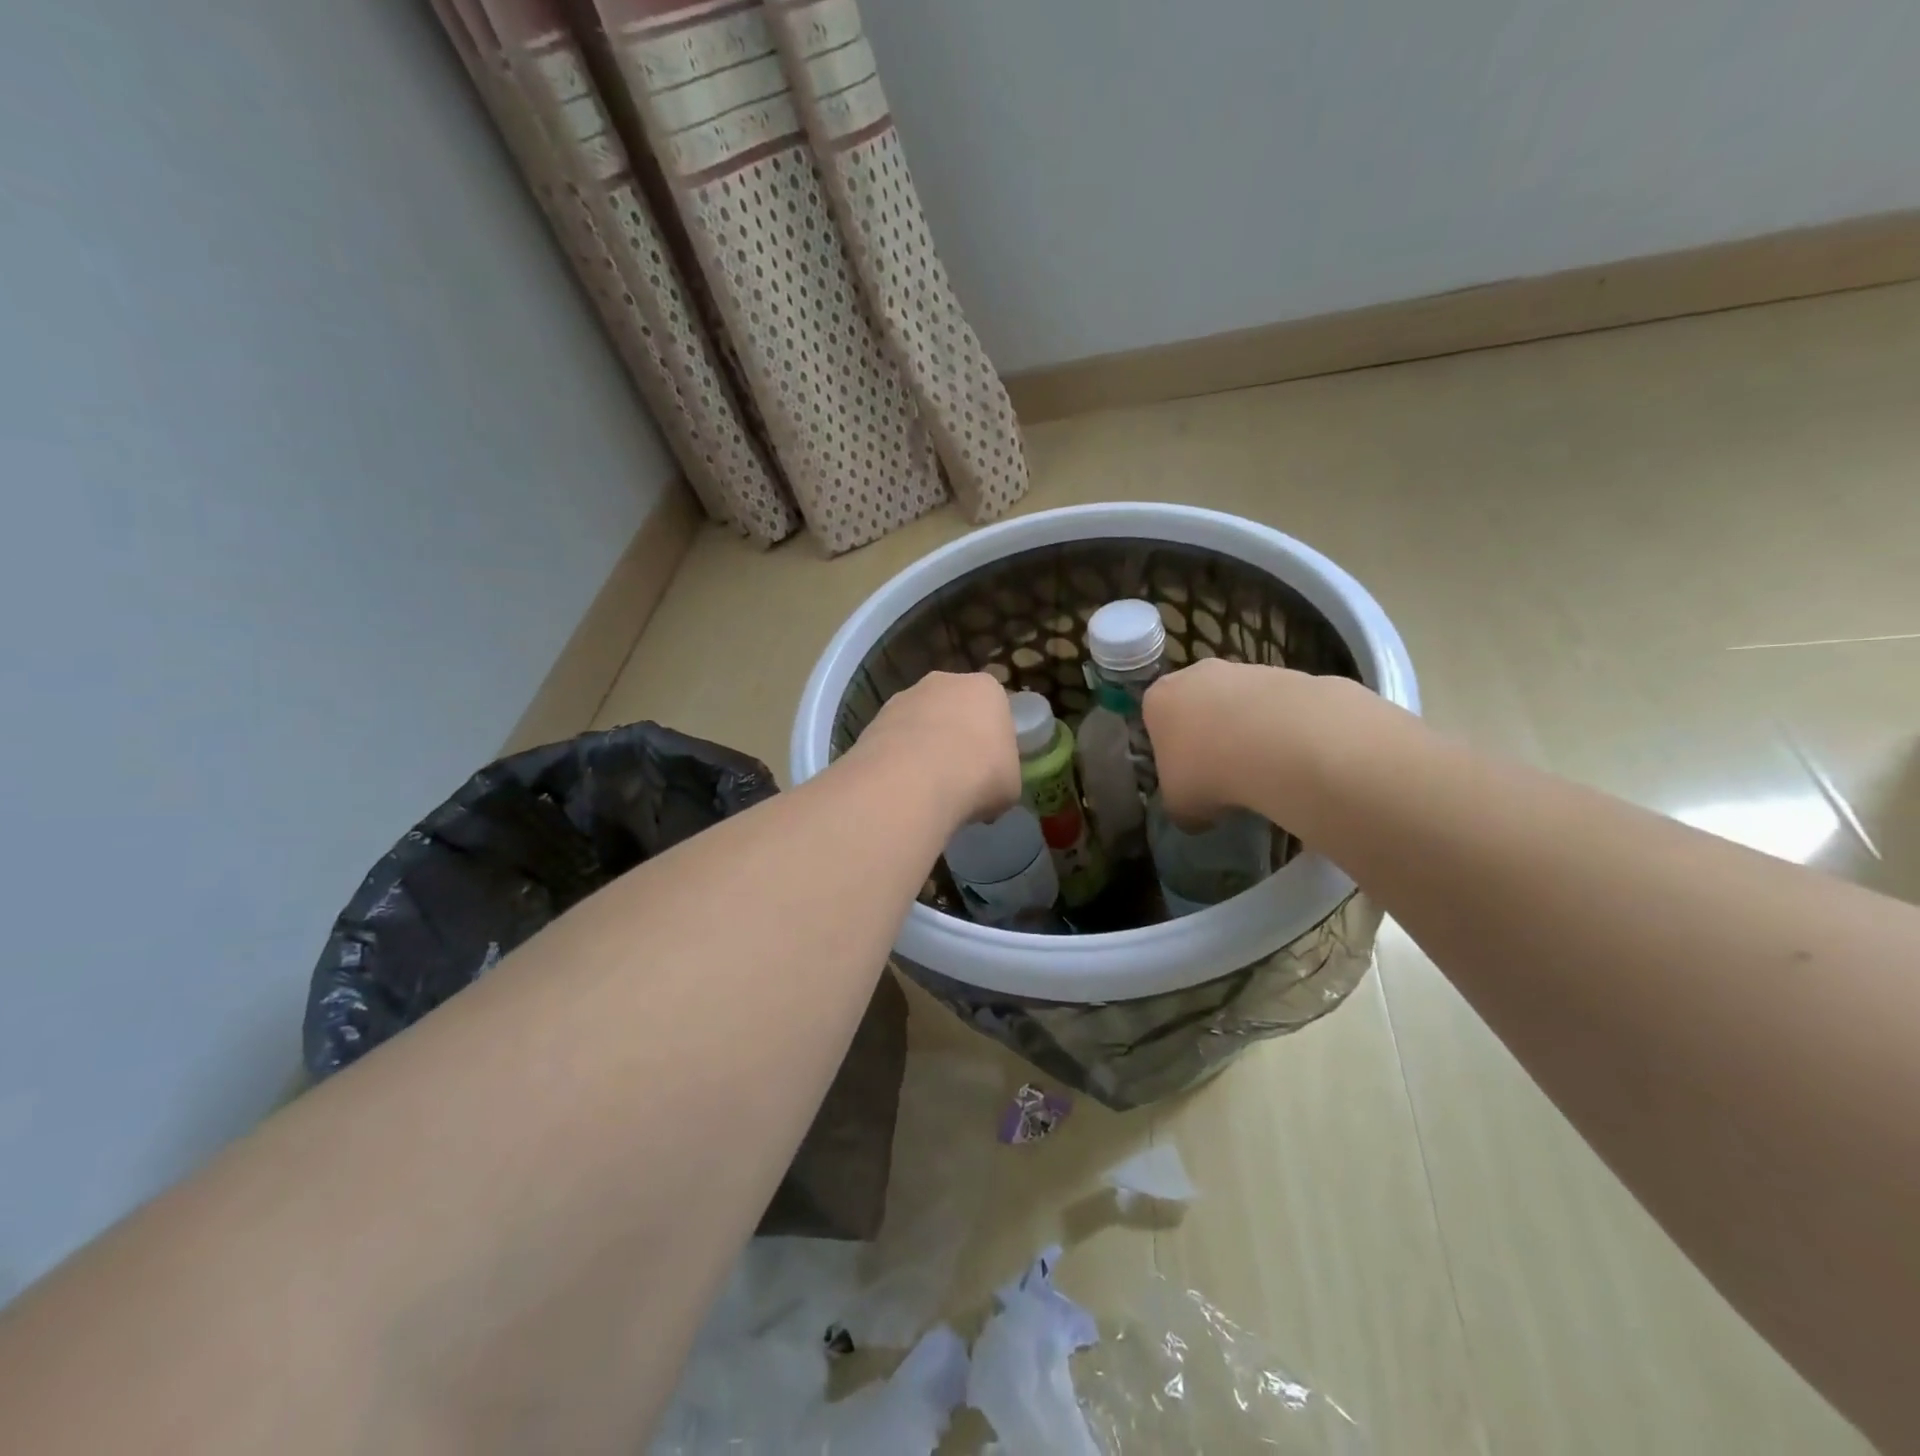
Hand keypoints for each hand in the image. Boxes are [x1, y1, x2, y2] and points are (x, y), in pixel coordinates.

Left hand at [847, 672, 1020, 828]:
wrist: (914, 781)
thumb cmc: (979, 775)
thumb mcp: (1010, 786)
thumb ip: (1002, 777)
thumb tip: (987, 789)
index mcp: (986, 689)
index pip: (995, 709)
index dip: (993, 741)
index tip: (989, 769)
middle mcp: (944, 682)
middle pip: (954, 709)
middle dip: (955, 737)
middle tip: (958, 776)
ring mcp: (905, 697)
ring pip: (920, 723)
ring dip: (923, 748)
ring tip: (925, 787)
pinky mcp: (874, 719)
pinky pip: (894, 740)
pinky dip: (897, 760)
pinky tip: (902, 787)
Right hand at [1143, 659, 1318, 825]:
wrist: (1279, 743)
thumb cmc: (1209, 772)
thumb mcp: (1180, 806)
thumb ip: (1179, 805)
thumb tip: (1194, 814)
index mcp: (1158, 700)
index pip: (1156, 722)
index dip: (1171, 752)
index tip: (1187, 777)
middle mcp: (1194, 674)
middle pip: (1197, 706)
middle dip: (1209, 735)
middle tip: (1224, 773)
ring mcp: (1242, 669)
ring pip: (1238, 703)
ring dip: (1246, 730)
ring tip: (1263, 768)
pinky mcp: (1285, 672)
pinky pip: (1275, 706)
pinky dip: (1280, 727)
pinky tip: (1290, 754)